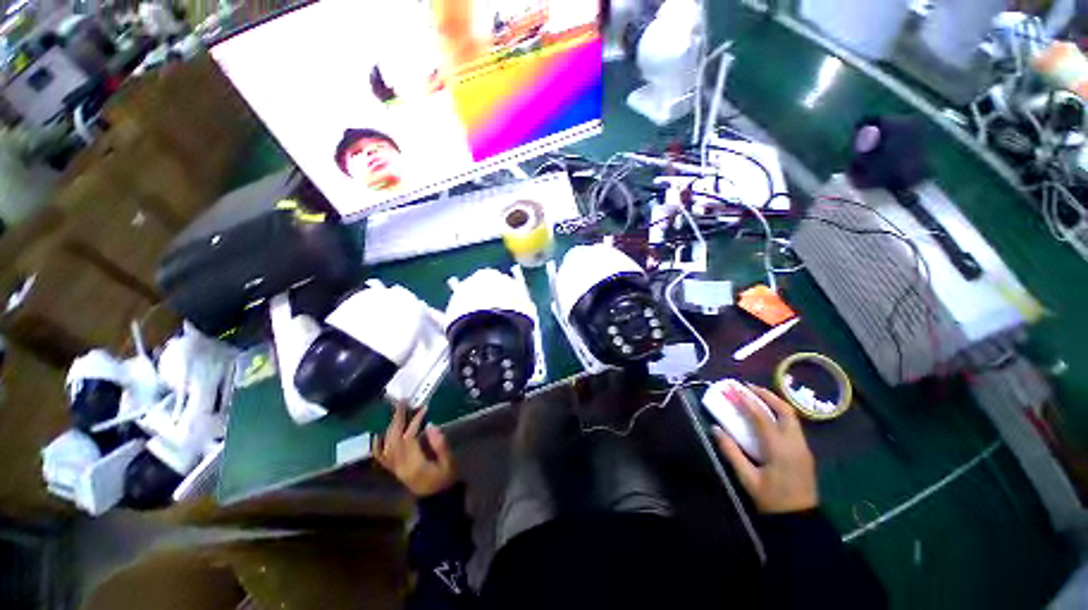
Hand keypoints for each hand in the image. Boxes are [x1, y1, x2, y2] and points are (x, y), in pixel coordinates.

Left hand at [373, 403, 457, 497]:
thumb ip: (440, 444)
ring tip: (397, 412)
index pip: (409, 438)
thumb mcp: (449, 463)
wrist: (438, 501)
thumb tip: (430, 424)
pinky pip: (381, 458)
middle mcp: (400, 466)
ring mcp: (395, 469)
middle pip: (394, 439)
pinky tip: (378, 434)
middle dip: (397, 419)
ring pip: (387, 445)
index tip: (424, 408)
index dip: (414, 421)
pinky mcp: (395, 470)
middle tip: (402, 402)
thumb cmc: (446, 479)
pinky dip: (378, 446)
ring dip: (390, 427)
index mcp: (414, 465)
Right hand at [713, 385, 817, 513]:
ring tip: (757, 396)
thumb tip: (715, 429)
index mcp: (779, 449)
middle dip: (767, 395)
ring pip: (792, 416)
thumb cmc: (771, 500)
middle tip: (748, 387)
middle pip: (785, 410)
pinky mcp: (804, 452)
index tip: (733, 389)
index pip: (762, 417)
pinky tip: (768, 416)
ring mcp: (803, 447)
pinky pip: (793, 425)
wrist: (800, 521)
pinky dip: (779, 414)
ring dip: (774, 403)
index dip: (746, 401)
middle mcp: (795, 443)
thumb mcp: (747, 478)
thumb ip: (731, 452)